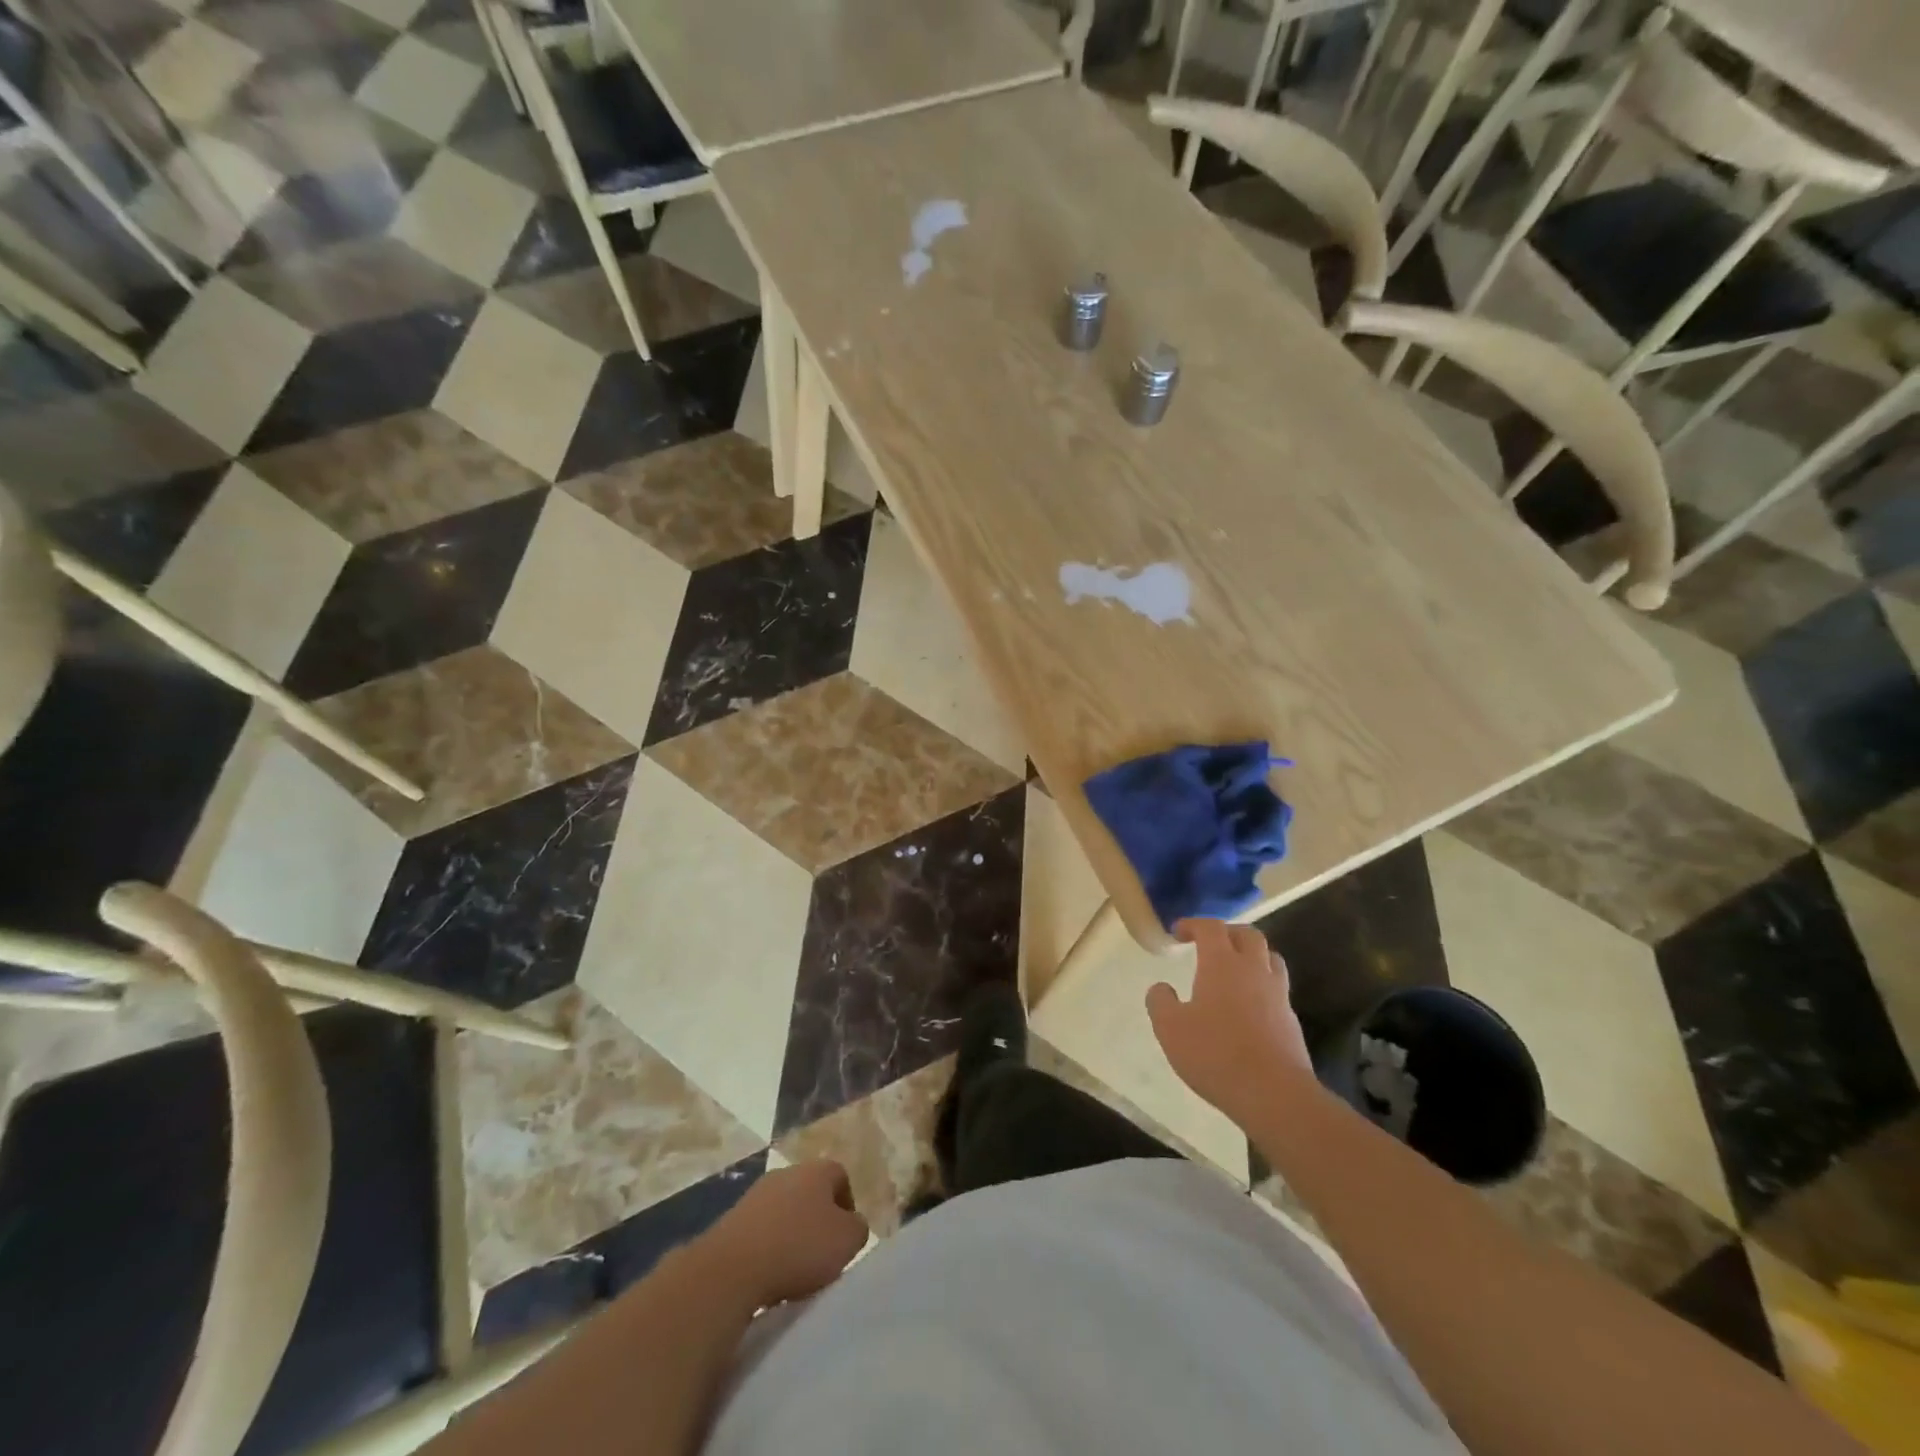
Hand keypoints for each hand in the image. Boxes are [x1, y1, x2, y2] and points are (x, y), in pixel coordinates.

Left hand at [702, 1160, 869, 1306]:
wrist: (733, 1268)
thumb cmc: (799, 1248)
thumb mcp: (848, 1241)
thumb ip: (858, 1228)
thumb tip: (851, 1225)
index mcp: (817, 1170)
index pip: (840, 1177)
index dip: (847, 1206)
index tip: (845, 1238)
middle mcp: (787, 1172)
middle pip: (810, 1192)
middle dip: (817, 1220)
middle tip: (822, 1255)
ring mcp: (756, 1194)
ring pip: (784, 1210)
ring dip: (790, 1234)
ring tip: (793, 1269)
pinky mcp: (732, 1218)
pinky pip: (760, 1230)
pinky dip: (767, 1247)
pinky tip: (767, 1273)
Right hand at [1146, 919, 1317, 1128]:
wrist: (1275, 1095)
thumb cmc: (1215, 1055)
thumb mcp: (1170, 1029)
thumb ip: (1160, 1002)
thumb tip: (1161, 987)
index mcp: (1222, 964)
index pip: (1210, 928)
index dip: (1193, 924)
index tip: (1178, 932)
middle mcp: (1253, 970)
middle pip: (1248, 934)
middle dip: (1227, 932)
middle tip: (1209, 944)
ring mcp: (1278, 995)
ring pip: (1270, 958)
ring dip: (1251, 955)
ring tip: (1234, 969)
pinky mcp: (1291, 1020)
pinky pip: (1277, 988)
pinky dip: (1262, 985)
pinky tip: (1249, 1006)